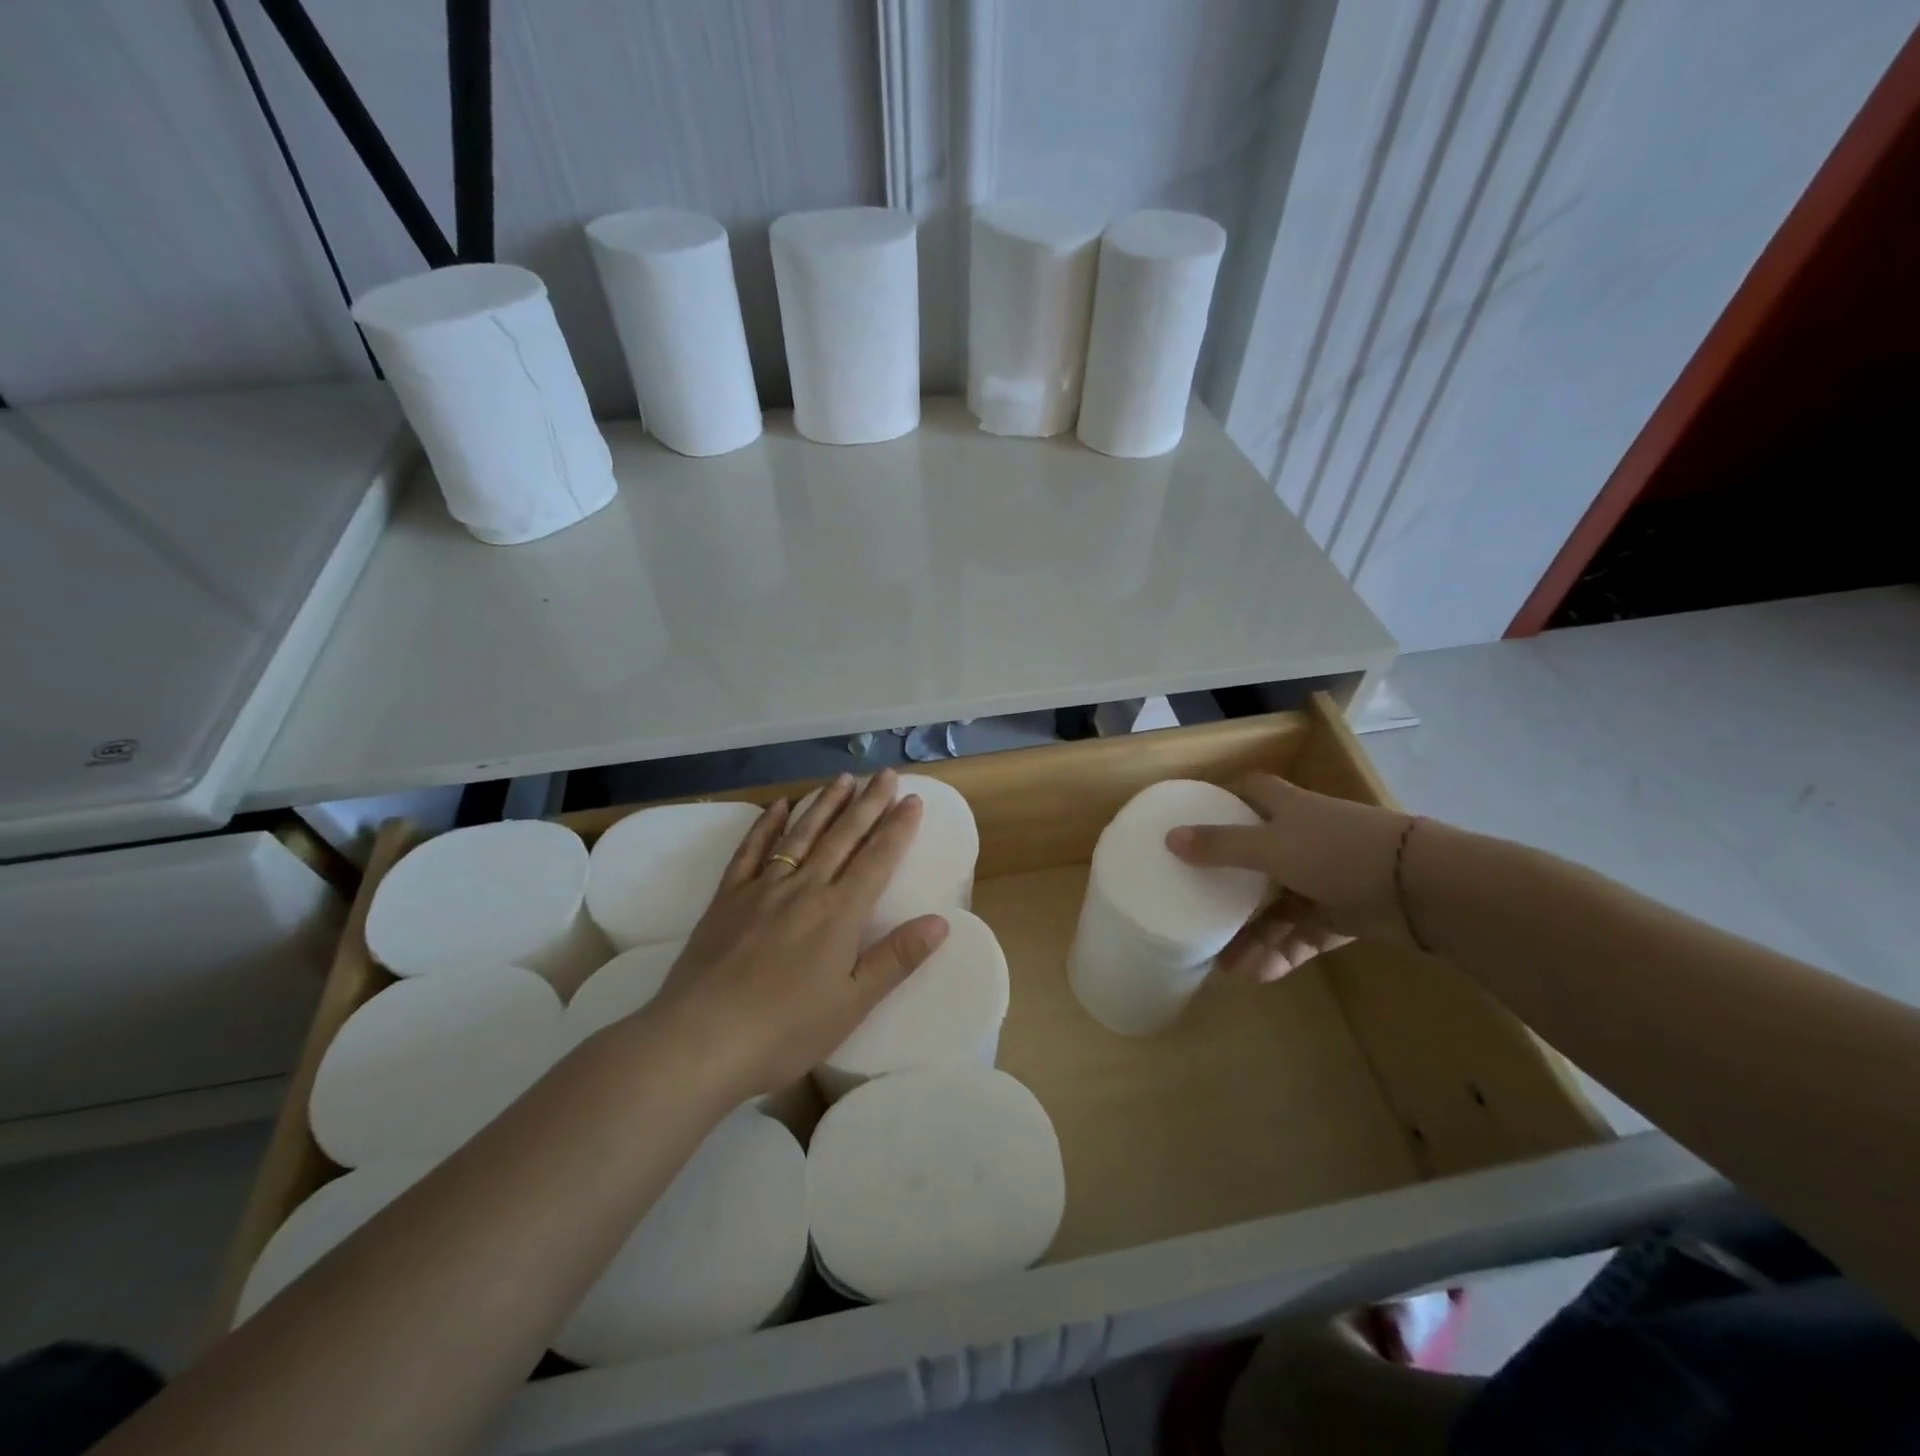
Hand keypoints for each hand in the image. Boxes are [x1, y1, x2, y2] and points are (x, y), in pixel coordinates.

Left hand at [644, 770, 949, 1098]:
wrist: (701, 1040)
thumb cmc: (785, 1030)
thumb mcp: (853, 1003)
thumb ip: (896, 958)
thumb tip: (940, 921)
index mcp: (839, 913)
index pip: (877, 859)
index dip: (898, 828)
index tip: (913, 799)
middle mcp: (804, 888)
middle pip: (843, 837)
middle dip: (868, 803)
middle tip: (886, 774)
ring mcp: (762, 888)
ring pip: (801, 835)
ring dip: (825, 804)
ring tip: (844, 778)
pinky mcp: (727, 898)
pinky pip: (751, 851)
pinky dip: (766, 826)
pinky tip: (778, 806)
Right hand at [1165, 773, 1413, 981]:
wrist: (1419, 887)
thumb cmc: (1335, 851)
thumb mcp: (1270, 846)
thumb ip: (1221, 845)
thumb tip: (1170, 838)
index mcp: (1287, 810)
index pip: (1252, 793)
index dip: (1226, 801)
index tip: (1196, 818)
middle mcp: (1303, 841)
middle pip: (1257, 859)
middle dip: (1229, 886)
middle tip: (1198, 908)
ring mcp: (1324, 880)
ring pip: (1278, 908)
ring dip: (1253, 935)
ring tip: (1227, 966)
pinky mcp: (1342, 916)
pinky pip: (1302, 936)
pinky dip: (1282, 953)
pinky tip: (1257, 975)